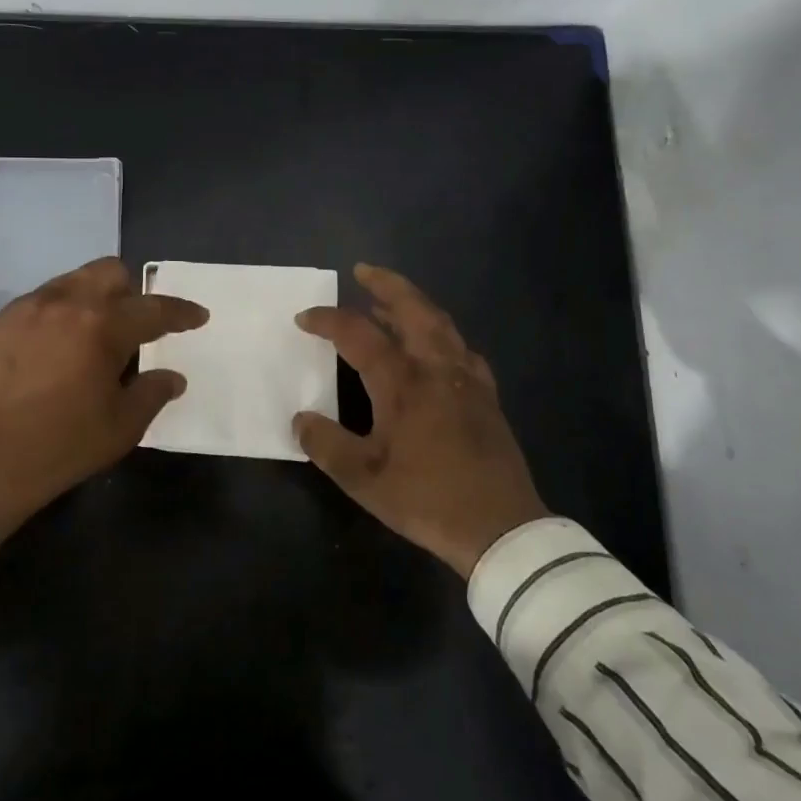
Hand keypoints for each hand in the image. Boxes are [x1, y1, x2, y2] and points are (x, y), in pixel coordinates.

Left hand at [0, 257, 207, 539]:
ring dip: (93, 298)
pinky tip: (55, 348)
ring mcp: (27, 309)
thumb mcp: (121, 427)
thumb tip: (172, 377)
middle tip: (135, 326)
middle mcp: (65, 303)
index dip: (182, 312)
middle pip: (110, 271)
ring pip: (72, 280)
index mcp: (103, 326)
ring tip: (93, 335)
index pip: (154, 309)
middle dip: (132, 291)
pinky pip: (40, 301)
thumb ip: (152, 393)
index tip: (197, 317)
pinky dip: (59, 313)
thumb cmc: (60, 446)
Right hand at [293, 264, 547, 576]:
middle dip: (386, 284)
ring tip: (388, 303)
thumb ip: (326, 444)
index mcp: (403, 382)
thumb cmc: (427, 498)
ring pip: (440, 324)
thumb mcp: (363, 479)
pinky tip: (433, 347)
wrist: (500, 528)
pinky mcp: (486, 396)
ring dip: (413, 304)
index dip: (328, 320)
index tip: (304, 318)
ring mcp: (467, 379)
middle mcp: (437, 368)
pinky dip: (440, 334)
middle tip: (362, 271)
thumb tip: (300, 419)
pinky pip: (461, 349)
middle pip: (413, 309)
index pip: (358, 334)